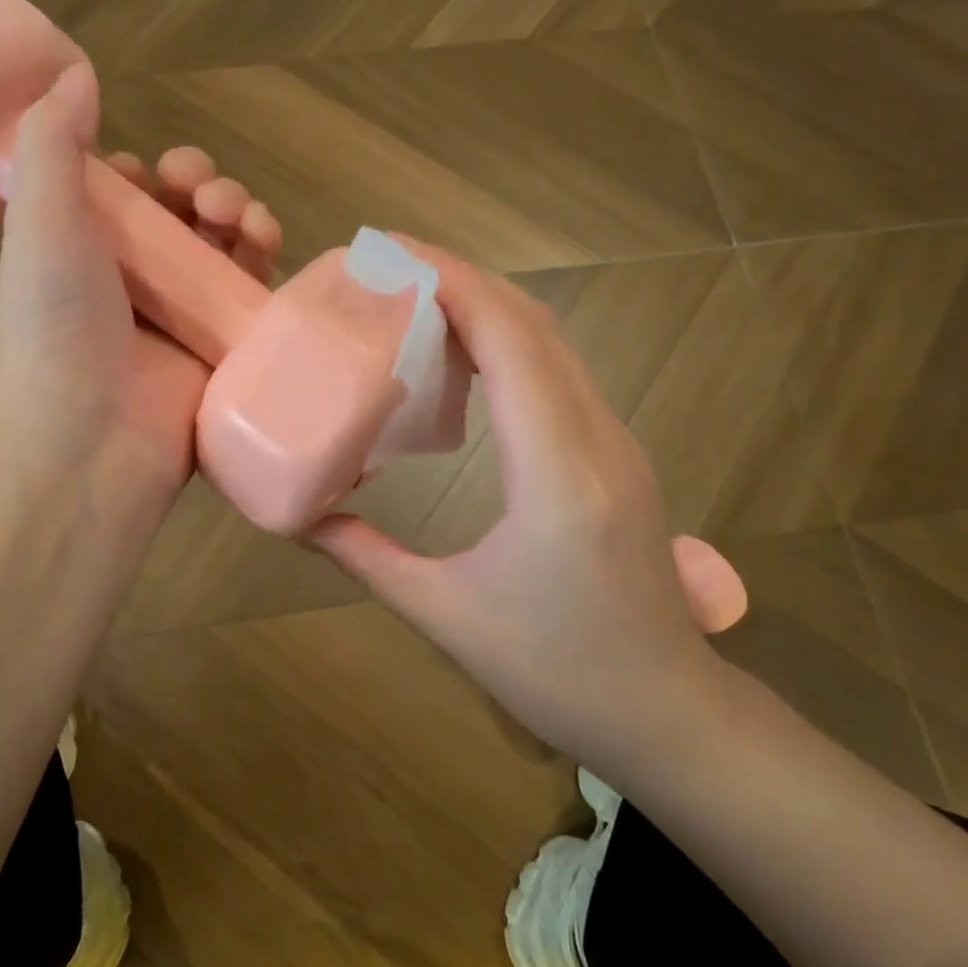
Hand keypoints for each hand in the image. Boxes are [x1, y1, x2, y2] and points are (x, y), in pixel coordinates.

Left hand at [0, 65, 281, 521]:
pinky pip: (253, 296)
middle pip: (184, 220)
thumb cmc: (57, 326)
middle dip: (203, 190)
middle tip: (204, 192)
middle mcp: (134, 286)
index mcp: (84, 254)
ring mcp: (181, 321)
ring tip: (240, 216)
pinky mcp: (223, 351)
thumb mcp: (40, 221)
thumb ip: (50, 143)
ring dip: (239, 216)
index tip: (153, 172)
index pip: (129, 200)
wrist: (88, 443)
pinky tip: (268, 242)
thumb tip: (73, 72)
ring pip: (224, 251)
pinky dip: (263, 262)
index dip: (148, 176)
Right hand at [312, 246, 733, 761]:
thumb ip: (365, 557)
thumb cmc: (555, 672)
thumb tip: (299, 517)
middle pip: (533, 323)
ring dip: (486, 305)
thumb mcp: (445, 615)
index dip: (452, 284)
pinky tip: (462, 357)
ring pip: (552, 341)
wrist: (667, 713)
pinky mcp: (615, 452)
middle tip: (387, 264)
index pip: (510, 341)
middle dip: (461, 279)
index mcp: (556, 473)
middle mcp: (595, 438)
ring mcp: (615, 441)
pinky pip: (560, 372)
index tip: (390, 254)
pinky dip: (508, 341)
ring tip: (414, 298)